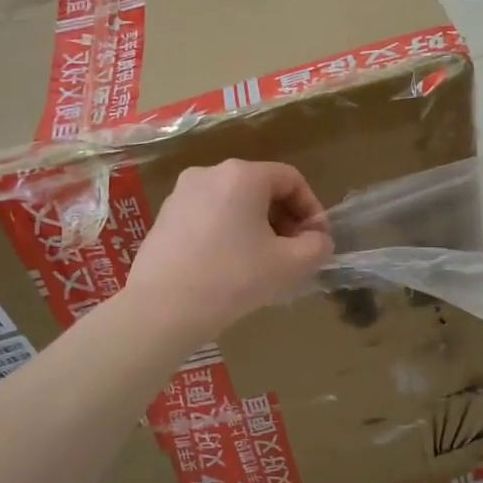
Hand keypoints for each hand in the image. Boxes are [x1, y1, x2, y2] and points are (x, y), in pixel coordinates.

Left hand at [126, 160, 333, 337]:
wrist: (163, 309)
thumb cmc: (233, 278)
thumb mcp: (290, 264)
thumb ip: (317, 246)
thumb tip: (318, 239)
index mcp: (243, 175)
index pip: (291, 179)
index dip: (312, 209)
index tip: (317, 241)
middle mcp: (210, 173)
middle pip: (261, 188)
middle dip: (284, 219)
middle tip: (293, 253)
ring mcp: (182, 194)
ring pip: (234, 203)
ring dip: (257, 227)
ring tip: (263, 263)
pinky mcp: (164, 217)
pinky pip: (209, 217)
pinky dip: (228, 233)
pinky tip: (229, 267)